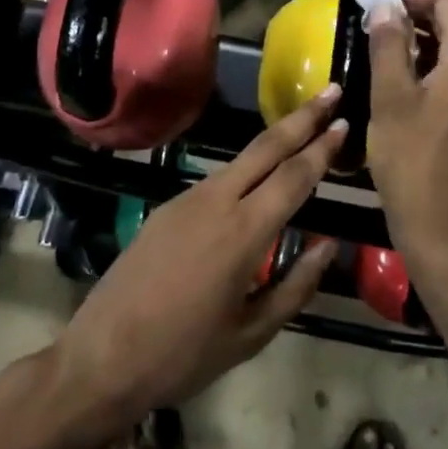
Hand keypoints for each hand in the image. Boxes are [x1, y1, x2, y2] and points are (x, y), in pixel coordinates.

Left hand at [49, 88, 341, 431]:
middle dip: (302, 117)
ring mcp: (187, 199)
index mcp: (243, 233)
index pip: (293, 177)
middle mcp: (216, 202)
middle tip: (331, 91)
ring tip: (303, 133)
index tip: (345, 121)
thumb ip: (296, 285)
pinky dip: (246, 171)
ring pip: (240, 161)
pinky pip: (217, 181)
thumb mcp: (252, 333)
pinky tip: (257, 184)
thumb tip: (327, 245)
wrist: (102, 357)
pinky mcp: (167, 207)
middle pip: (267, 147)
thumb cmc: (184, 354)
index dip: (322, 148)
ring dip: (275, 142)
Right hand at [367, 0, 447, 266]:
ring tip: (379, 33)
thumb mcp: (391, 97)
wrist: (442, 230)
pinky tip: (398, 70)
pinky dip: (429, 59)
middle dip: (415, 6)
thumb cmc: (412, 160)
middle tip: (373, 7)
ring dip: (420, 33)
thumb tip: (385, 4)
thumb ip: (389, 44)